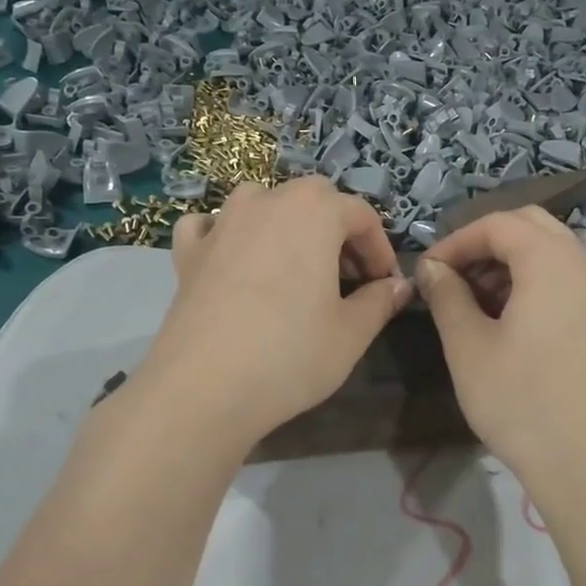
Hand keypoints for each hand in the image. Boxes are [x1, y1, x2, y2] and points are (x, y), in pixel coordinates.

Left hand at [137, 177, 412, 449]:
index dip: (380, 248)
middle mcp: (266, 201)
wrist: (204, 388)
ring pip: (262, 202)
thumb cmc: (290, 355)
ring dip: (285, 222)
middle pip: (313, 197)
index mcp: (314, 211)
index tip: (385, 284)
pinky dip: (227, 232)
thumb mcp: (351, 333)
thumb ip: (380, 301)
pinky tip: (233, 257)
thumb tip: (397, 286)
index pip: (361, 214)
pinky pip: (211, 224)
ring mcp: (222, 222)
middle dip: (336, 228)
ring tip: (295, 265)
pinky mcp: (188, 250)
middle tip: (346, 275)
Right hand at [416, 208, 585, 481]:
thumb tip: (433, 268)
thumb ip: (447, 295)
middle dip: (486, 246)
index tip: (428, 270)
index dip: (457, 240)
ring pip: (554, 254)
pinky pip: (571, 282)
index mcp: (555, 260)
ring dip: (512, 265)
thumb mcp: (468, 346)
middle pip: (532, 228)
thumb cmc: (522, 403)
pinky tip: (513, 324)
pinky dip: (537, 285)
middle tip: (452, 279)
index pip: (499, 223)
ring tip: (477, 304)